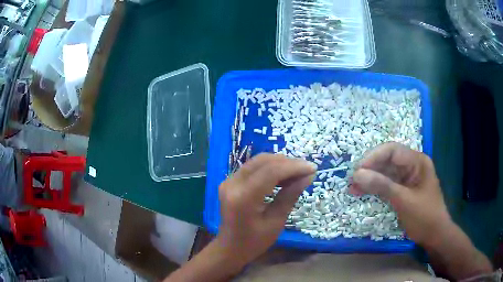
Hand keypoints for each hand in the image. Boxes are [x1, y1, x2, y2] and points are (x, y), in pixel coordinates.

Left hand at [216, 154, 315, 268]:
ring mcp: (228, 181)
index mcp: (243, 198)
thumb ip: (290, 196)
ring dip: (279, 163)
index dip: (294, 167)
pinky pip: (252, 168)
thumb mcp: (276, 222)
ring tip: (297, 173)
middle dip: (287, 162)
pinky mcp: (230, 181)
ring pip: (258, 161)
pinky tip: (283, 176)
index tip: (313, 168)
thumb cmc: (254, 242)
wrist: (230, 248)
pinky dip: (269, 168)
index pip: (271, 171)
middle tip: (306, 170)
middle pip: (263, 161)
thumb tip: (308, 176)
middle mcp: (232, 184)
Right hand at [350, 142, 450, 246]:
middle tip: (352, 182)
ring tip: (353, 189)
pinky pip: (387, 184)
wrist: (434, 235)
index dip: (373, 157)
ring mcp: (407, 178)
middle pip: (387, 160)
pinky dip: (375, 188)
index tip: (357, 171)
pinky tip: (363, 192)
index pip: (392, 150)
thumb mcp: (403, 200)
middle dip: (369, 169)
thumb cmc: (424, 216)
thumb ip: (382, 185)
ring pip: (385, 172)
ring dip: (370, 179)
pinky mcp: (403, 189)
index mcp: (417, 161)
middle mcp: (412, 165)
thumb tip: (356, 174)